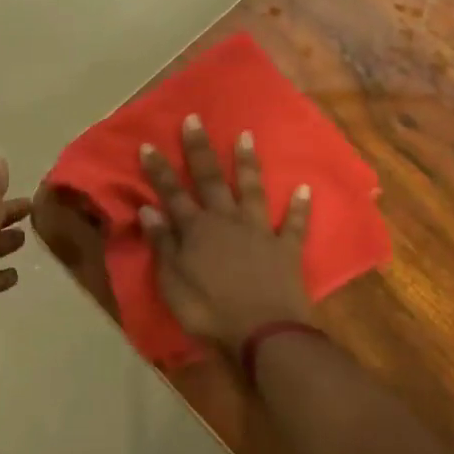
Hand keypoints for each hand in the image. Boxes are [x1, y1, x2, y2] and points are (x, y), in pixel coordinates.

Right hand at [139, 116, 314, 354]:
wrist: (263, 334)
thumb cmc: (209, 311)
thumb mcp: (172, 282)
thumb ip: (162, 244)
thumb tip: (148, 209)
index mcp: (196, 230)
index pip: (172, 193)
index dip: (159, 170)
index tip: (148, 144)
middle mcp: (227, 221)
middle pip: (211, 179)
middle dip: (200, 149)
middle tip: (195, 119)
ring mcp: (259, 231)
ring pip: (252, 190)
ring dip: (249, 163)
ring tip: (247, 136)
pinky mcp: (286, 249)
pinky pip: (294, 224)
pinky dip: (299, 207)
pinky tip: (305, 188)